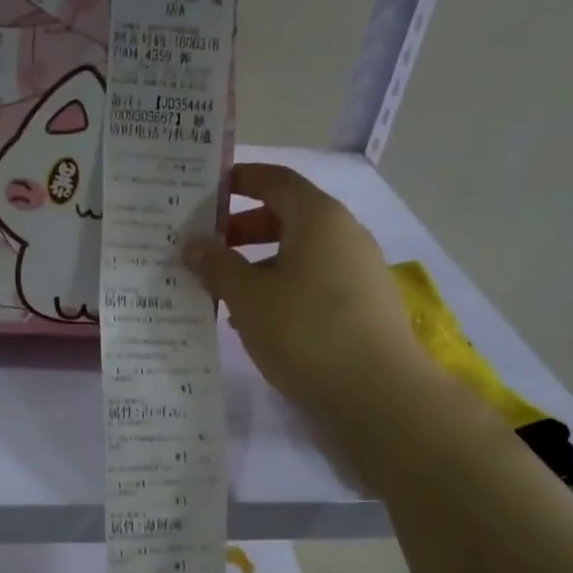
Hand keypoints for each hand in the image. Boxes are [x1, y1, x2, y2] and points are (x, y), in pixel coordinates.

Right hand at [184, 163, 438, 431]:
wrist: (377, 393)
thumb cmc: (306, 331)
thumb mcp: (249, 297)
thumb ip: (218, 266)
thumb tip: (195, 245)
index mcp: (318, 218)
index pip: (275, 180)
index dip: (239, 180)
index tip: (205, 193)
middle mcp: (344, 234)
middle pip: (287, 216)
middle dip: (242, 229)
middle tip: (205, 249)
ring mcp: (358, 270)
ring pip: (299, 252)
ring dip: (258, 264)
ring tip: (223, 291)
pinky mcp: (362, 304)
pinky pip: (313, 281)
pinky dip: (281, 287)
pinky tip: (257, 321)